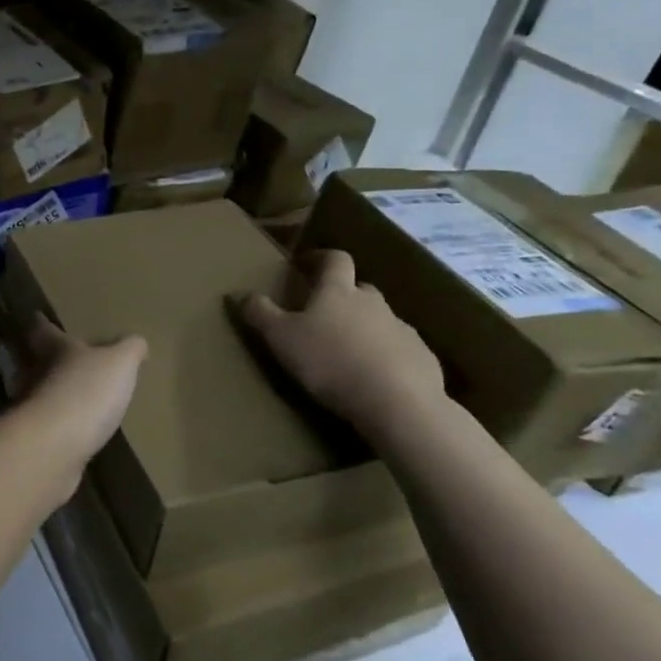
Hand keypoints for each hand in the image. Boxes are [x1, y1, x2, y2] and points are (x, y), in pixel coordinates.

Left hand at [11, 315, 146, 491]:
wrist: (54, 446)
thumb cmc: (85, 392)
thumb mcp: (119, 363)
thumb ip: (129, 350)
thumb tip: (137, 342)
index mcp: (53, 349)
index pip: (43, 330)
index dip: (42, 323)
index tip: (37, 316)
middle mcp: (34, 374)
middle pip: (31, 361)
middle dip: (42, 358)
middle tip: (54, 357)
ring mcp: (30, 408)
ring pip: (36, 392)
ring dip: (49, 393)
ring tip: (69, 396)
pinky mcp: (35, 439)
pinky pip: (47, 425)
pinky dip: (57, 424)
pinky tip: (72, 431)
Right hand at [230, 249, 444, 432]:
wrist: (397, 402)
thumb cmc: (329, 362)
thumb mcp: (280, 338)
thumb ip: (259, 313)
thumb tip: (238, 292)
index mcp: (338, 292)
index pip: (335, 260)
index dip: (320, 258)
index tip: (305, 264)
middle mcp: (373, 303)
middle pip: (359, 289)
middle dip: (342, 296)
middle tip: (322, 315)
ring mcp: (402, 329)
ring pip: (380, 320)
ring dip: (364, 328)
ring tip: (346, 352)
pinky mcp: (422, 358)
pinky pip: (400, 349)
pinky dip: (385, 355)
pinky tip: (374, 378)